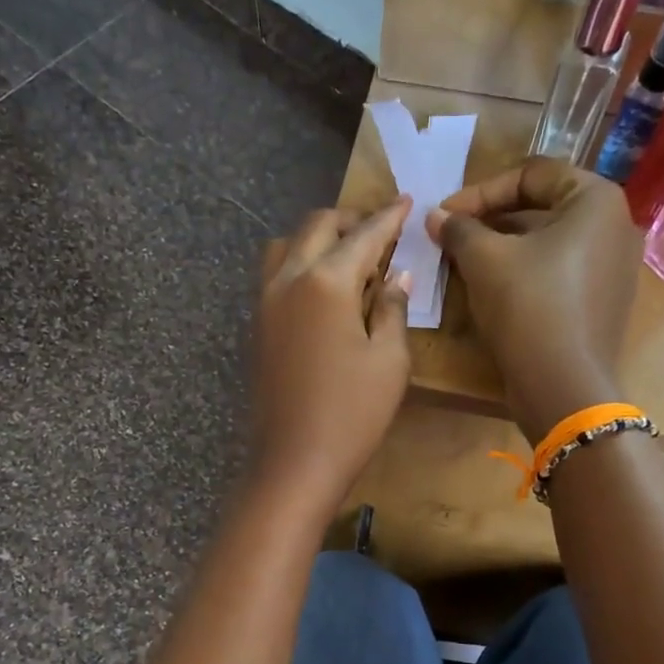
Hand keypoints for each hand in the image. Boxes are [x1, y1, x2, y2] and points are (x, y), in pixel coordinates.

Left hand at [250, 197, 413, 512]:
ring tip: (347, 258)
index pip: (363, 235)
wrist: (293, 463)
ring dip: (318, 239)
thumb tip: (396, 277)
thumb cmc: (352, 414)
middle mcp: (288, 279)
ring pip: (286, 246)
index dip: (388, 217)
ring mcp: (264, 302)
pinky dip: (299, 263)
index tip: (406, 200)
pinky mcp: (256, 326)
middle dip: (350, 220)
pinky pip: (275, 274)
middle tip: (380, 231)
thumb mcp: (389, 361)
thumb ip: (393, 309)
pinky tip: (322, 288)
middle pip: (316, 227)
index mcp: (326, 281)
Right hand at [428, 161, 639, 439]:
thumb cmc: (528, 307)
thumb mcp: (484, 260)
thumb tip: (436, 216)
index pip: (532, 174)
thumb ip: (459, 229)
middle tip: (452, 237)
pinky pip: (559, 273)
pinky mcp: (603, 303)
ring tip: (464, 263)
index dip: (481, 191)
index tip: (445, 215)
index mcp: (596, 201)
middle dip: (491, 220)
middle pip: (542, 207)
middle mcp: (615, 227)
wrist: (564, 386)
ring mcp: (614, 269)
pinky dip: (524, 273)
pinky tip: (492, 291)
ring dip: (503, 248)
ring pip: (548, 243)